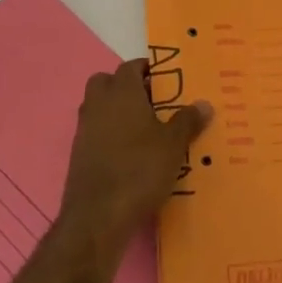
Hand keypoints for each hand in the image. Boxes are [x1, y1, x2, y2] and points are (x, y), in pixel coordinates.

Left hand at [59, 59, 211, 252]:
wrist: (98, 216)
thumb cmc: (139, 170)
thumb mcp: (173, 145)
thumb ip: (188, 121)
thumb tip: (204, 103)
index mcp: (121, 92)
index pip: (130, 66)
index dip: (147, 69)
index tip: (165, 80)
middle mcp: (98, 104)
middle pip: (107, 82)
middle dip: (126, 86)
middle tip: (151, 102)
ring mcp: (84, 129)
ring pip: (99, 107)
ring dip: (116, 111)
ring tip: (143, 129)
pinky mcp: (77, 154)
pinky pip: (95, 132)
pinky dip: (109, 135)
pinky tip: (128, 154)